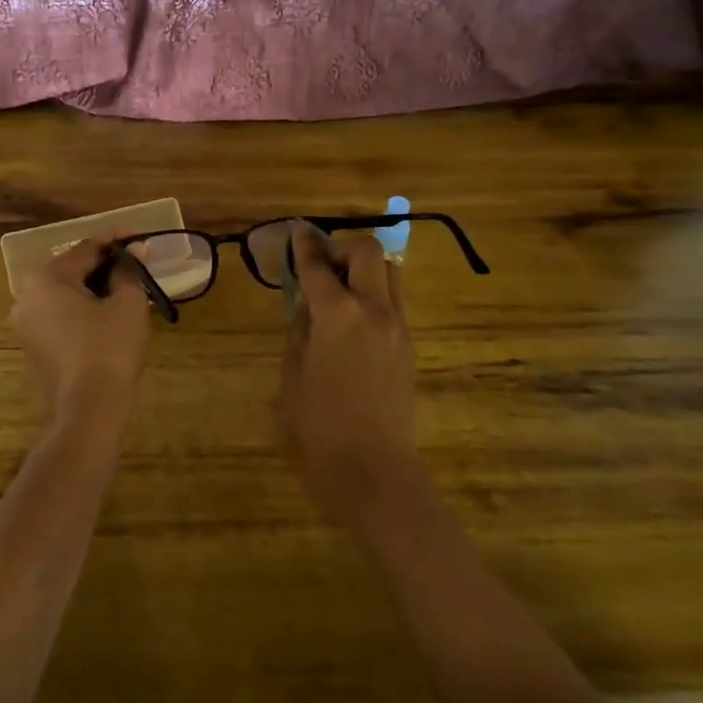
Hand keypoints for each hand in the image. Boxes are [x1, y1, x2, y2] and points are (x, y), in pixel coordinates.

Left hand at [10, 237, 150, 435]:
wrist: (90, 410)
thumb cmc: (109, 349)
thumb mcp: (127, 303)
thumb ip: (129, 271)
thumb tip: (134, 252)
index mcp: (45, 278)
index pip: (87, 249)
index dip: (117, 242)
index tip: (141, 237)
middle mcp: (26, 295)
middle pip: (73, 269)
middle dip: (106, 265)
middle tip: (137, 263)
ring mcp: (26, 323)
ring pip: (67, 293)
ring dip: (96, 287)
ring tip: (128, 286)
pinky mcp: (34, 345)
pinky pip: (61, 314)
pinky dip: (84, 308)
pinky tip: (109, 311)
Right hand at [278, 225, 420, 524]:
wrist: (374, 470)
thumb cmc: (318, 427)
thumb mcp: (293, 374)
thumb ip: (300, 330)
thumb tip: (307, 304)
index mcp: (337, 314)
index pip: (317, 265)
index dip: (304, 244)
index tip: (298, 231)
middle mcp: (374, 309)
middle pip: (368, 251)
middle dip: (343, 246)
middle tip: (323, 262)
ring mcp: (398, 326)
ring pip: (390, 273)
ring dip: (365, 268)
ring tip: (341, 288)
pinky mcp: (409, 345)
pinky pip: (395, 301)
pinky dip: (375, 293)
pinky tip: (355, 318)